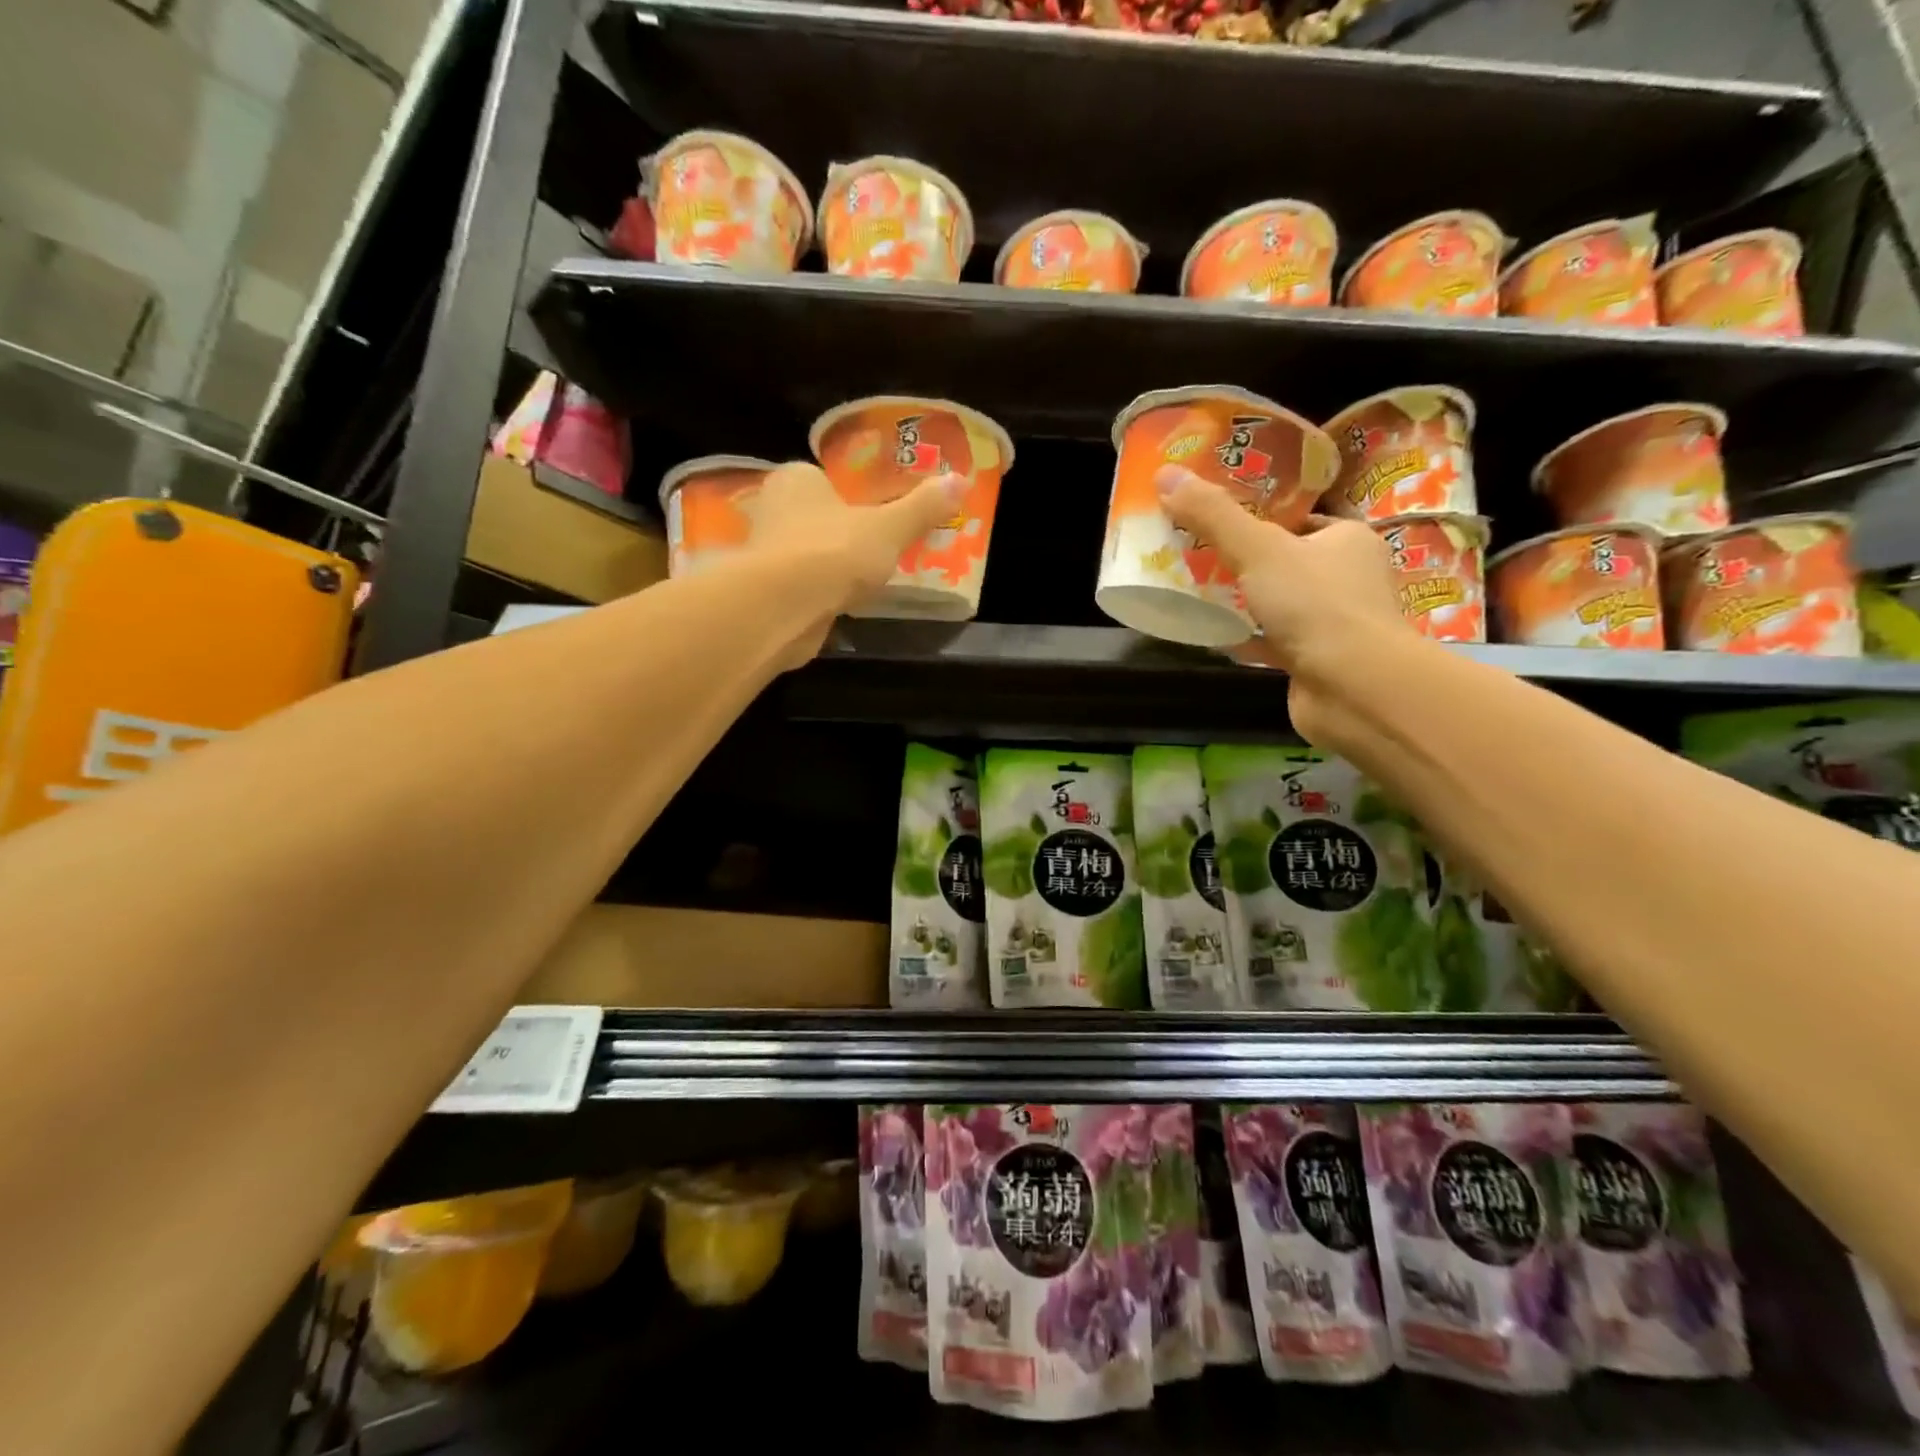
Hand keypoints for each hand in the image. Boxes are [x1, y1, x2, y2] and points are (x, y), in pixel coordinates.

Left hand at [738, 461, 965, 664]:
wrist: (783, 608)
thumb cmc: (834, 552)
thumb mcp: (889, 527)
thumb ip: (922, 507)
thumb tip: (960, 480)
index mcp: (796, 479)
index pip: (824, 479)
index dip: (851, 496)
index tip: (878, 514)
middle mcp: (772, 509)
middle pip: (815, 517)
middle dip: (840, 532)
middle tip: (878, 547)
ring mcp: (765, 553)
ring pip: (806, 553)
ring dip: (829, 566)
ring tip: (866, 579)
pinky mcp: (765, 592)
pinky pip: (801, 586)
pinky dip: (819, 593)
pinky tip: (842, 603)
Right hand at [1159, 471, 1410, 742]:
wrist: (1352, 688)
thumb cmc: (1315, 605)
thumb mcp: (1258, 549)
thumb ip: (1213, 515)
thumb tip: (1166, 474)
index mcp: (1347, 539)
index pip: (1299, 519)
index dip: (1258, 517)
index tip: (1215, 519)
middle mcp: (1348, 577)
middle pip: (1286, 561)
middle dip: (1244, 561)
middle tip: (1196, 555)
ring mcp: (1334, 623)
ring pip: (1280, 603)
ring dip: (1245, 601)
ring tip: (1196, 592)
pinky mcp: (1317, 661)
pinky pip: (1275, 641)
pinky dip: (1247, 639)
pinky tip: (1214, 637)